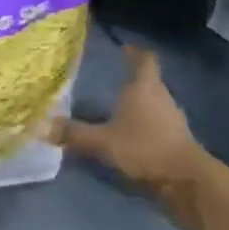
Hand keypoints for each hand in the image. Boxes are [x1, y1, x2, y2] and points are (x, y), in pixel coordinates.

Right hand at [60, 46, 207, 188]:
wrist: (185, 180)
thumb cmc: (144, 147)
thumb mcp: (104, 141)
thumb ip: (75, 133)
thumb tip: (43, 127)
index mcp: (145, 86)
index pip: (145, 58)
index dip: (134, 52)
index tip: (123, 49)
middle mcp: (161, 96)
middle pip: (148, 81)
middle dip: (130, 81)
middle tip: (108, 83)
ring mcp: (172, 118)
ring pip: (153, 104)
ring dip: (138, 106)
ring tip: (116, 111)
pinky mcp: (177, 140)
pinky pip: (157, 124)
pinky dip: (144, 126)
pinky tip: (129, 137)